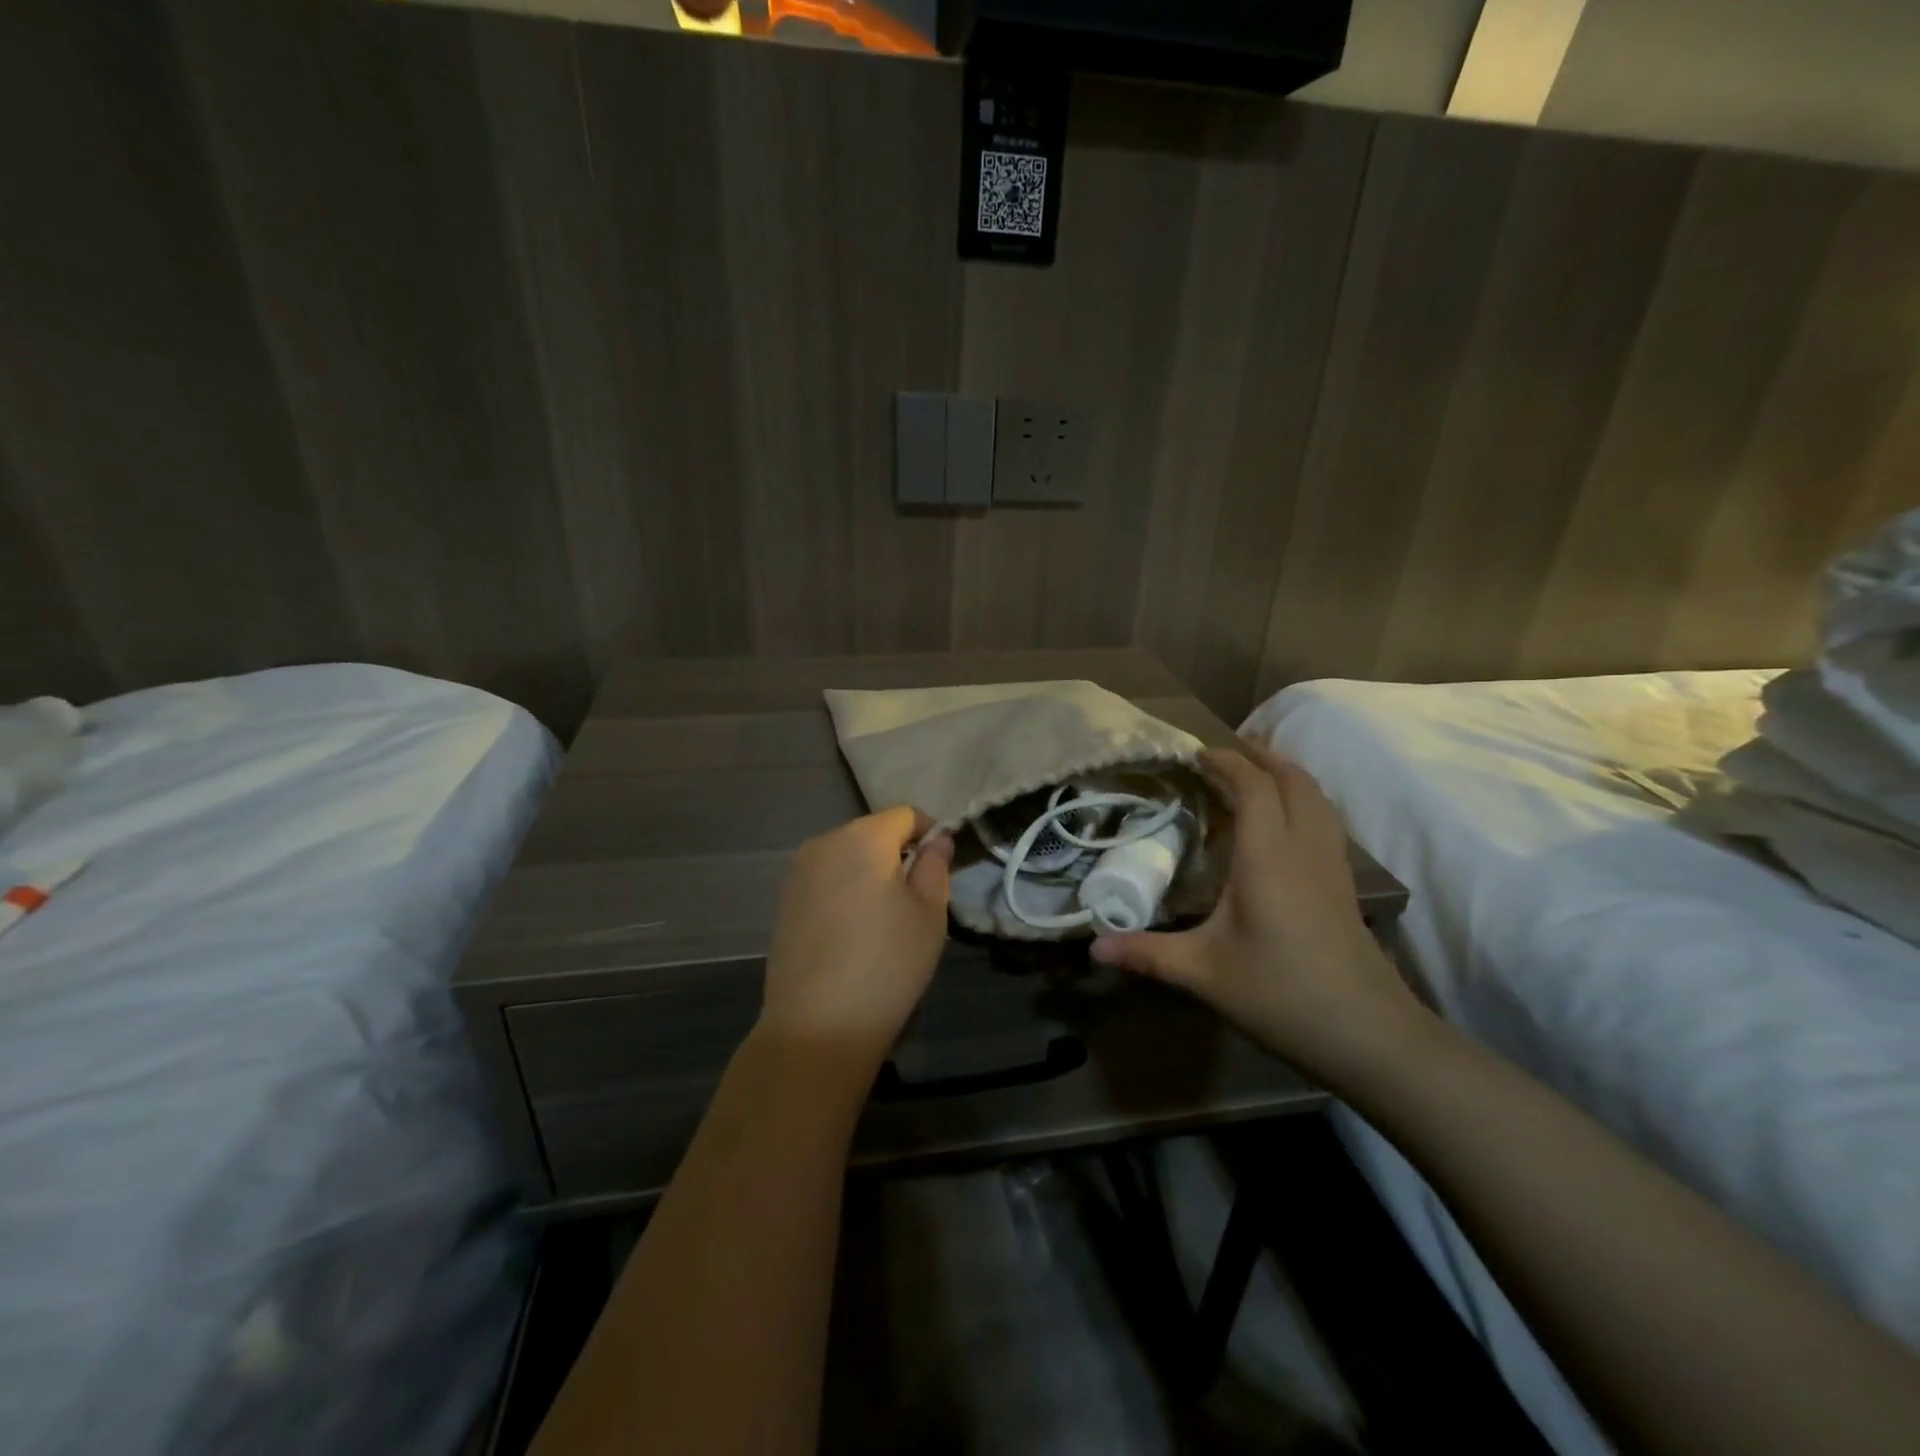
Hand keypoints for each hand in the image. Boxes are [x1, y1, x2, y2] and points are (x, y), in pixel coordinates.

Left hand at [758, 806, 954, 1069]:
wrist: (817, 1027)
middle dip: (898, 853)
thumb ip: (935, 865)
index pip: (905, 815)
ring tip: (885, 919)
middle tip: (917, 898)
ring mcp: (798, 872)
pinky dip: (845, 890)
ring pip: (847, 856)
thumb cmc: (886, 965)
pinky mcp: (785, 901)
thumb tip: (937, 839)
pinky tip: (854, 932)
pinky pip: (826, 879)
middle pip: (872, 832)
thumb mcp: (929, 914)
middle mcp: (823, 843)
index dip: (930, 833)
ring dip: (870, 872)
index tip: (941, 868)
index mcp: (862, 838)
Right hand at [1091, 741, 1426, 1086]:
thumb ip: (1146, 954)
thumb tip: (1092, 948)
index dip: (1226, 762)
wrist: (1368, 1034)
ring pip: (1317, 796)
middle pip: (1293, 779)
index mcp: (1267, 856)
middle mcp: (1303, 848)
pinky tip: (1286, 821)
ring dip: (1286, 774)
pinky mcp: (1345, 884)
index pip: (1253, 787)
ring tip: (1256, 771)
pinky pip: (1325, 819)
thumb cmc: (1280, 994)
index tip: (1196, 754)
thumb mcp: (1204, 973)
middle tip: (1225, 752)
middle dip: (1260, 757)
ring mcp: (1331, 865)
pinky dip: (1303, 799)